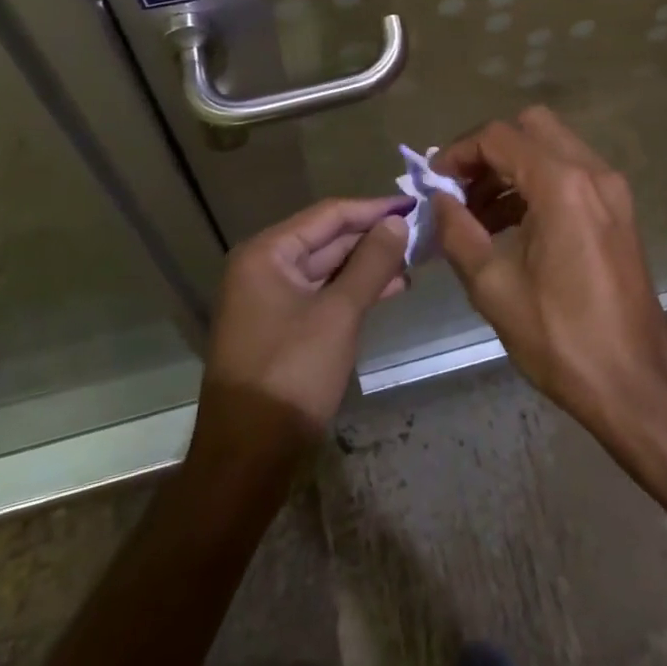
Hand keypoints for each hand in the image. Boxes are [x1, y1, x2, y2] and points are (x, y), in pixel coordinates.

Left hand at [201, 196, 410, 444]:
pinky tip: (389, 289)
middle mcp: (263, 268)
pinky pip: (322, 295)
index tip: (413, 205)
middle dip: (372, 237)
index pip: (328, 214)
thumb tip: (398, 222)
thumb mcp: (339, 314)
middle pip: (326, 239)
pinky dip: (353, 291)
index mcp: (266, 253)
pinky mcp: (280, 328)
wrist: (247, 460)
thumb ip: (371, 263)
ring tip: (412, 263)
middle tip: (419, 235)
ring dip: (367, 265)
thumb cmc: (292, 375)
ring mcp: (269, 300)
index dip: (373, 209)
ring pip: (327, 268)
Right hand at [433, 107, 666, 437]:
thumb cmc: (562, 338)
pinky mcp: (618, 209)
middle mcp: (592, 171)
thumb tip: (439, 200)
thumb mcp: (494, 288)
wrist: (637, 384)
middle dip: (489, 150)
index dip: (459, 151)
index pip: (499, 137)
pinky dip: (537, 182)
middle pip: (530, 126)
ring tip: (476, 213)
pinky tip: (511, 225)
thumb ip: (458, 233)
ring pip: (552, 146)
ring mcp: (611, 188)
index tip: (433, 180)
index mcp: (562, 185)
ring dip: (512, 166)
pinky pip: (570, 173)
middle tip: (459, 187)